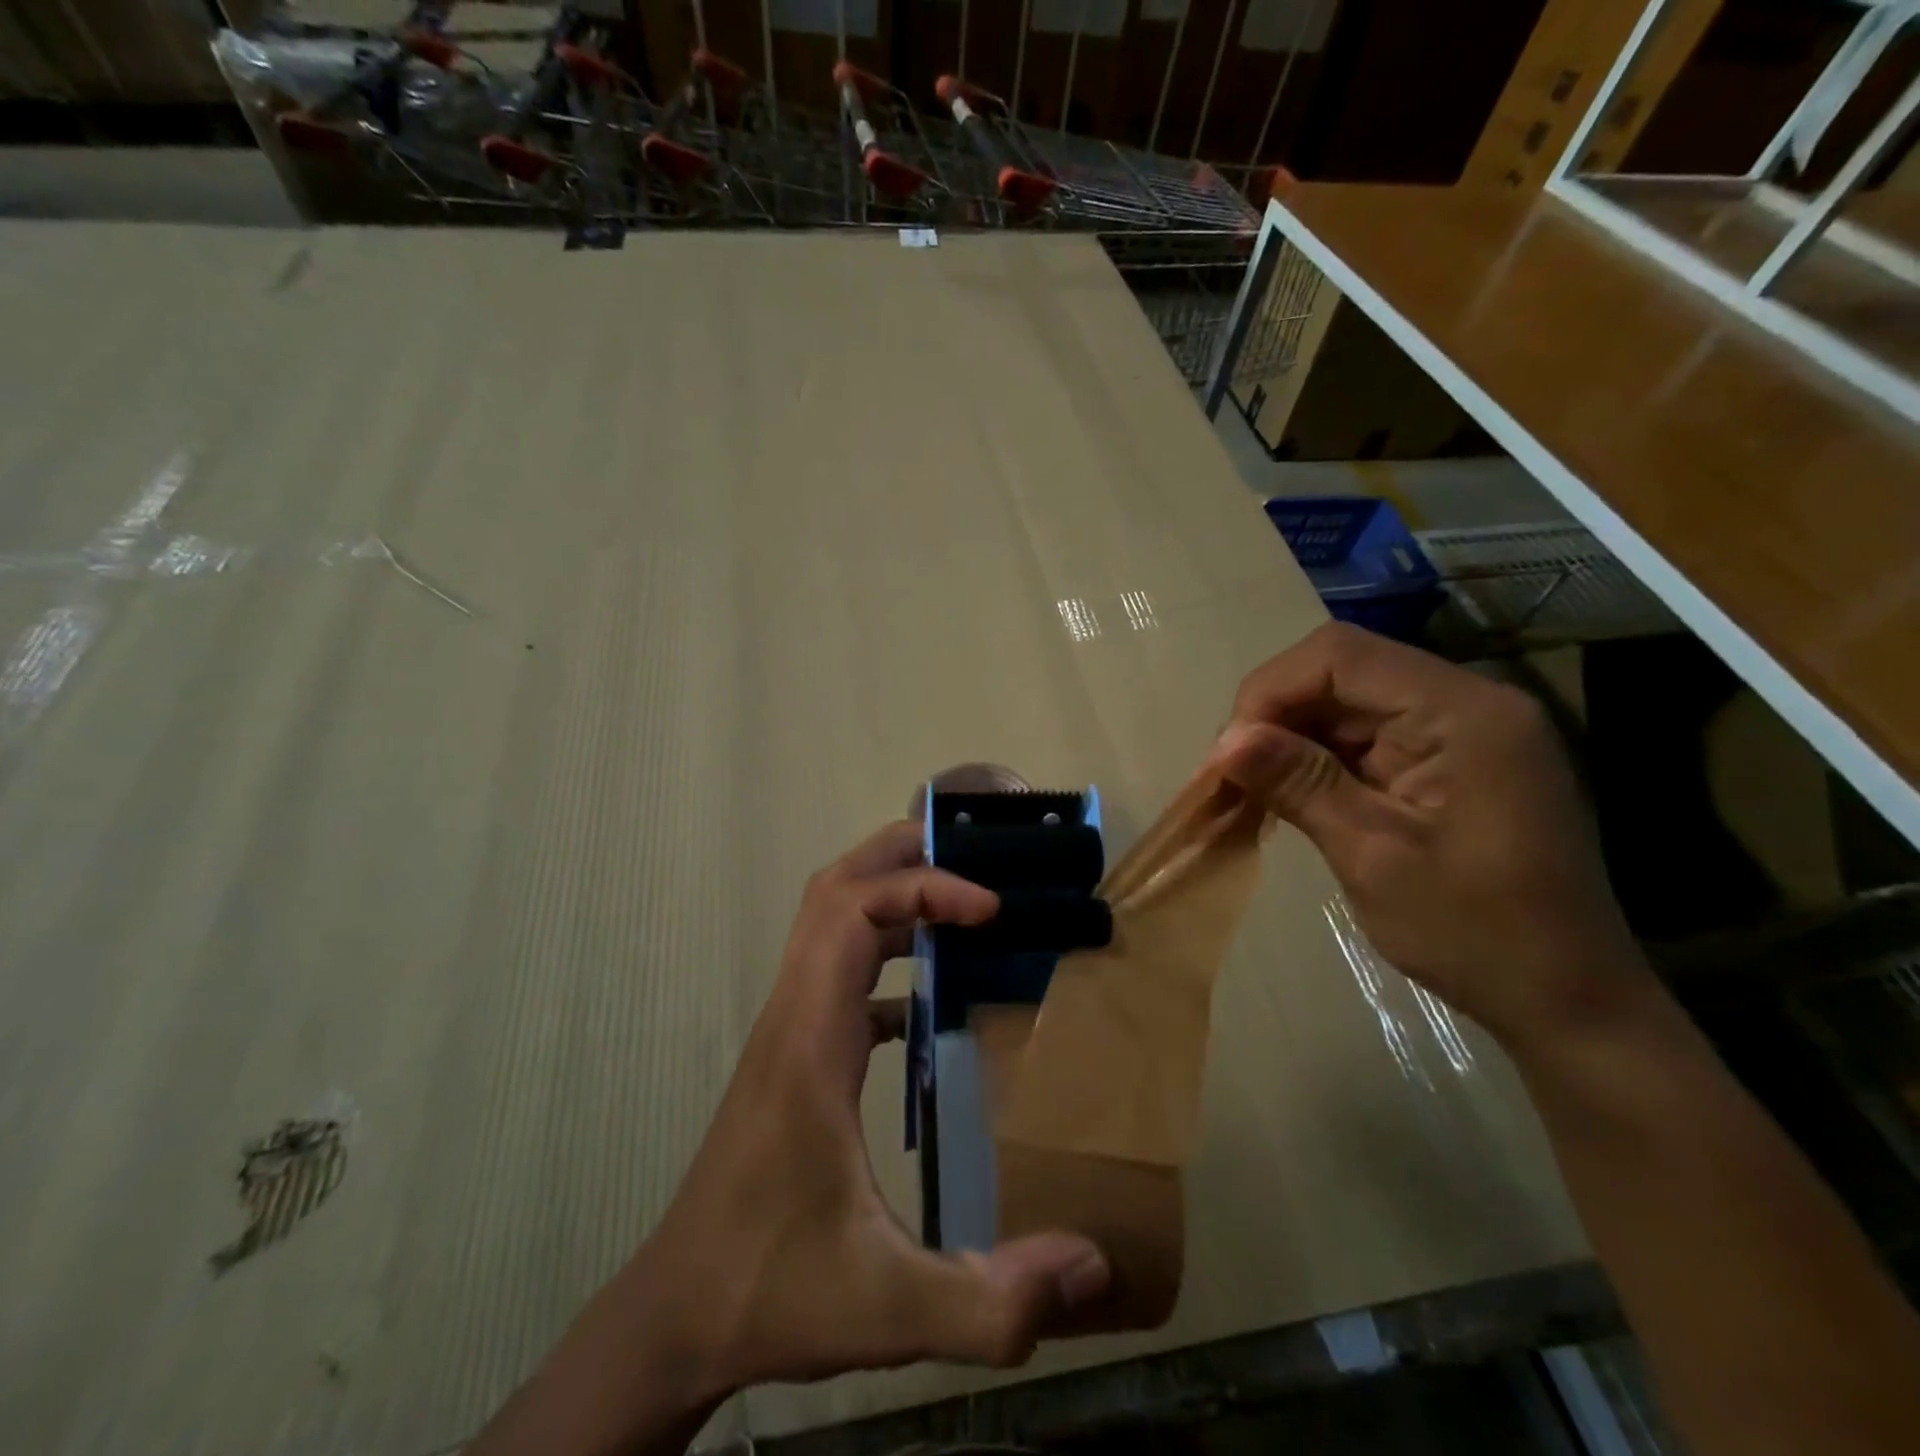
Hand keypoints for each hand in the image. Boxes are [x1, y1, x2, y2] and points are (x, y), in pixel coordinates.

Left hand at [646, 820, 1110, 1390]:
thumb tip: (1093, 1266)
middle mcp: (793, 1013)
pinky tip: (931, 1002)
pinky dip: (884, 955)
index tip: (989, 908)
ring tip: (964, 907)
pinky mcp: (794, 1052)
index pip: (853, 911)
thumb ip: (993, 1301)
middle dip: (901, 856)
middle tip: (975, 859)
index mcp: (810, 1039)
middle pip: (834, 889)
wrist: (676, 1317)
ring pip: (829, 920)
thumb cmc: (772, 1290)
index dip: (923, 887)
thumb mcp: (889, 1309)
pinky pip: (838, 971)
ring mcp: (789, 1029)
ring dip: (891, 895)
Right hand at [1210, 623, 1647, 1049]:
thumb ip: (1299, 783)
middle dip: (1275, 714)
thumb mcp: (1372, 855)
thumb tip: (1224, 741)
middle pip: (1342, 671)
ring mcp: (1461, 729)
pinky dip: (1319, 758)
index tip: (1229, 753)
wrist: (1565, 999)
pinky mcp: (1450, 758)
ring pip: (1347, 701)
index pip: (1340, 655)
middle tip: (1231, 774)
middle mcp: (1466, 702)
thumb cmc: (1474, 932)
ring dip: (1291, 737)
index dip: (1269, 691)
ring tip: (1251, 788)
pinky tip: (1292, 795)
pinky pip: (1368, 734)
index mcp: (1462, 712)